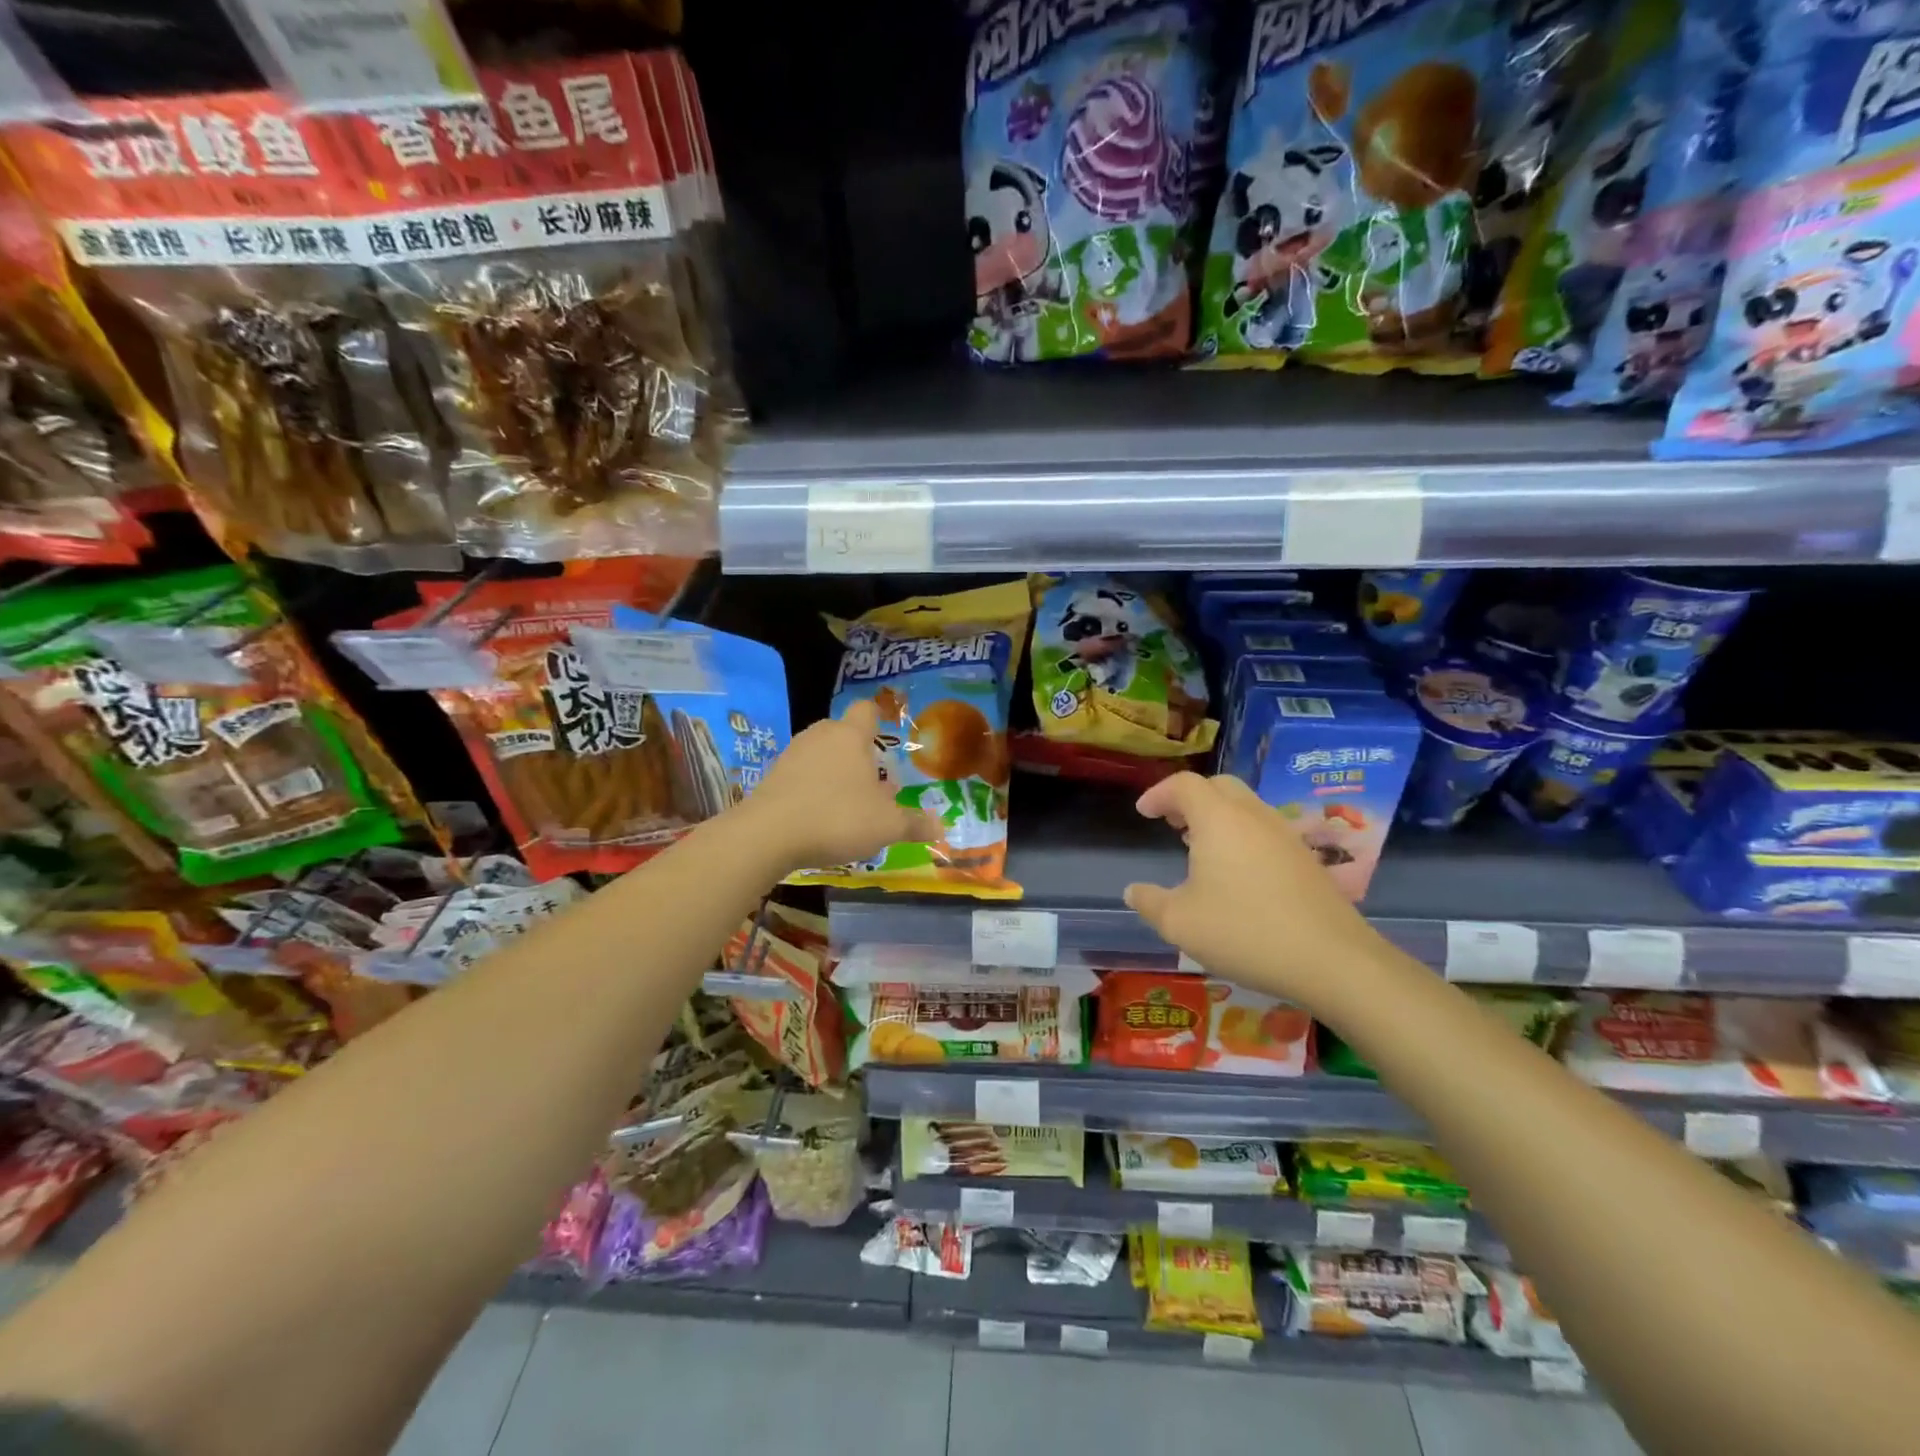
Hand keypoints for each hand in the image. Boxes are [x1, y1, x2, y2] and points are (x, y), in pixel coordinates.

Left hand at [740, 701, 936, 874]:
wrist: (767, 835)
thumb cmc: (837, 818)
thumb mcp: (886, 826)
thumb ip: (914, 824)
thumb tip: (941, 828)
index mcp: (850, 736)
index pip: (866, 710)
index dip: (879, 717)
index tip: (887, 731)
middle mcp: (820, 736)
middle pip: (843, 733)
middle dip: (859, 753)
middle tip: (875, 781)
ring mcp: (791, 754)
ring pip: (821, 754)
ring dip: (835, 772)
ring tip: (849, 802)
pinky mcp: (771, 777)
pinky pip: (801, 775)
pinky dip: (812, 788)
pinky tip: (820, 816)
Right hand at [1123, 772, 1383, 1005]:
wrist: (1333, 959)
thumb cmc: (1245, 932)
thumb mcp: (1180, 923)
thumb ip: (1150, 903)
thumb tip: (1134, 891)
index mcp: (1218, 819)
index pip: (1184, 785)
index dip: (1159, 793)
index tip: (1143, 812)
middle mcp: (1253, 816)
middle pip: (1218, 786)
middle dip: (1190, 798)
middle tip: (1171, 822)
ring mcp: (1285, 835)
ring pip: (1245, 807)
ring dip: (1217, 816)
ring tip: (1198, 846)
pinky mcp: (1305, 858)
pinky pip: (1264, 830)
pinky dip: (1241, 835)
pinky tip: (1235, 873)